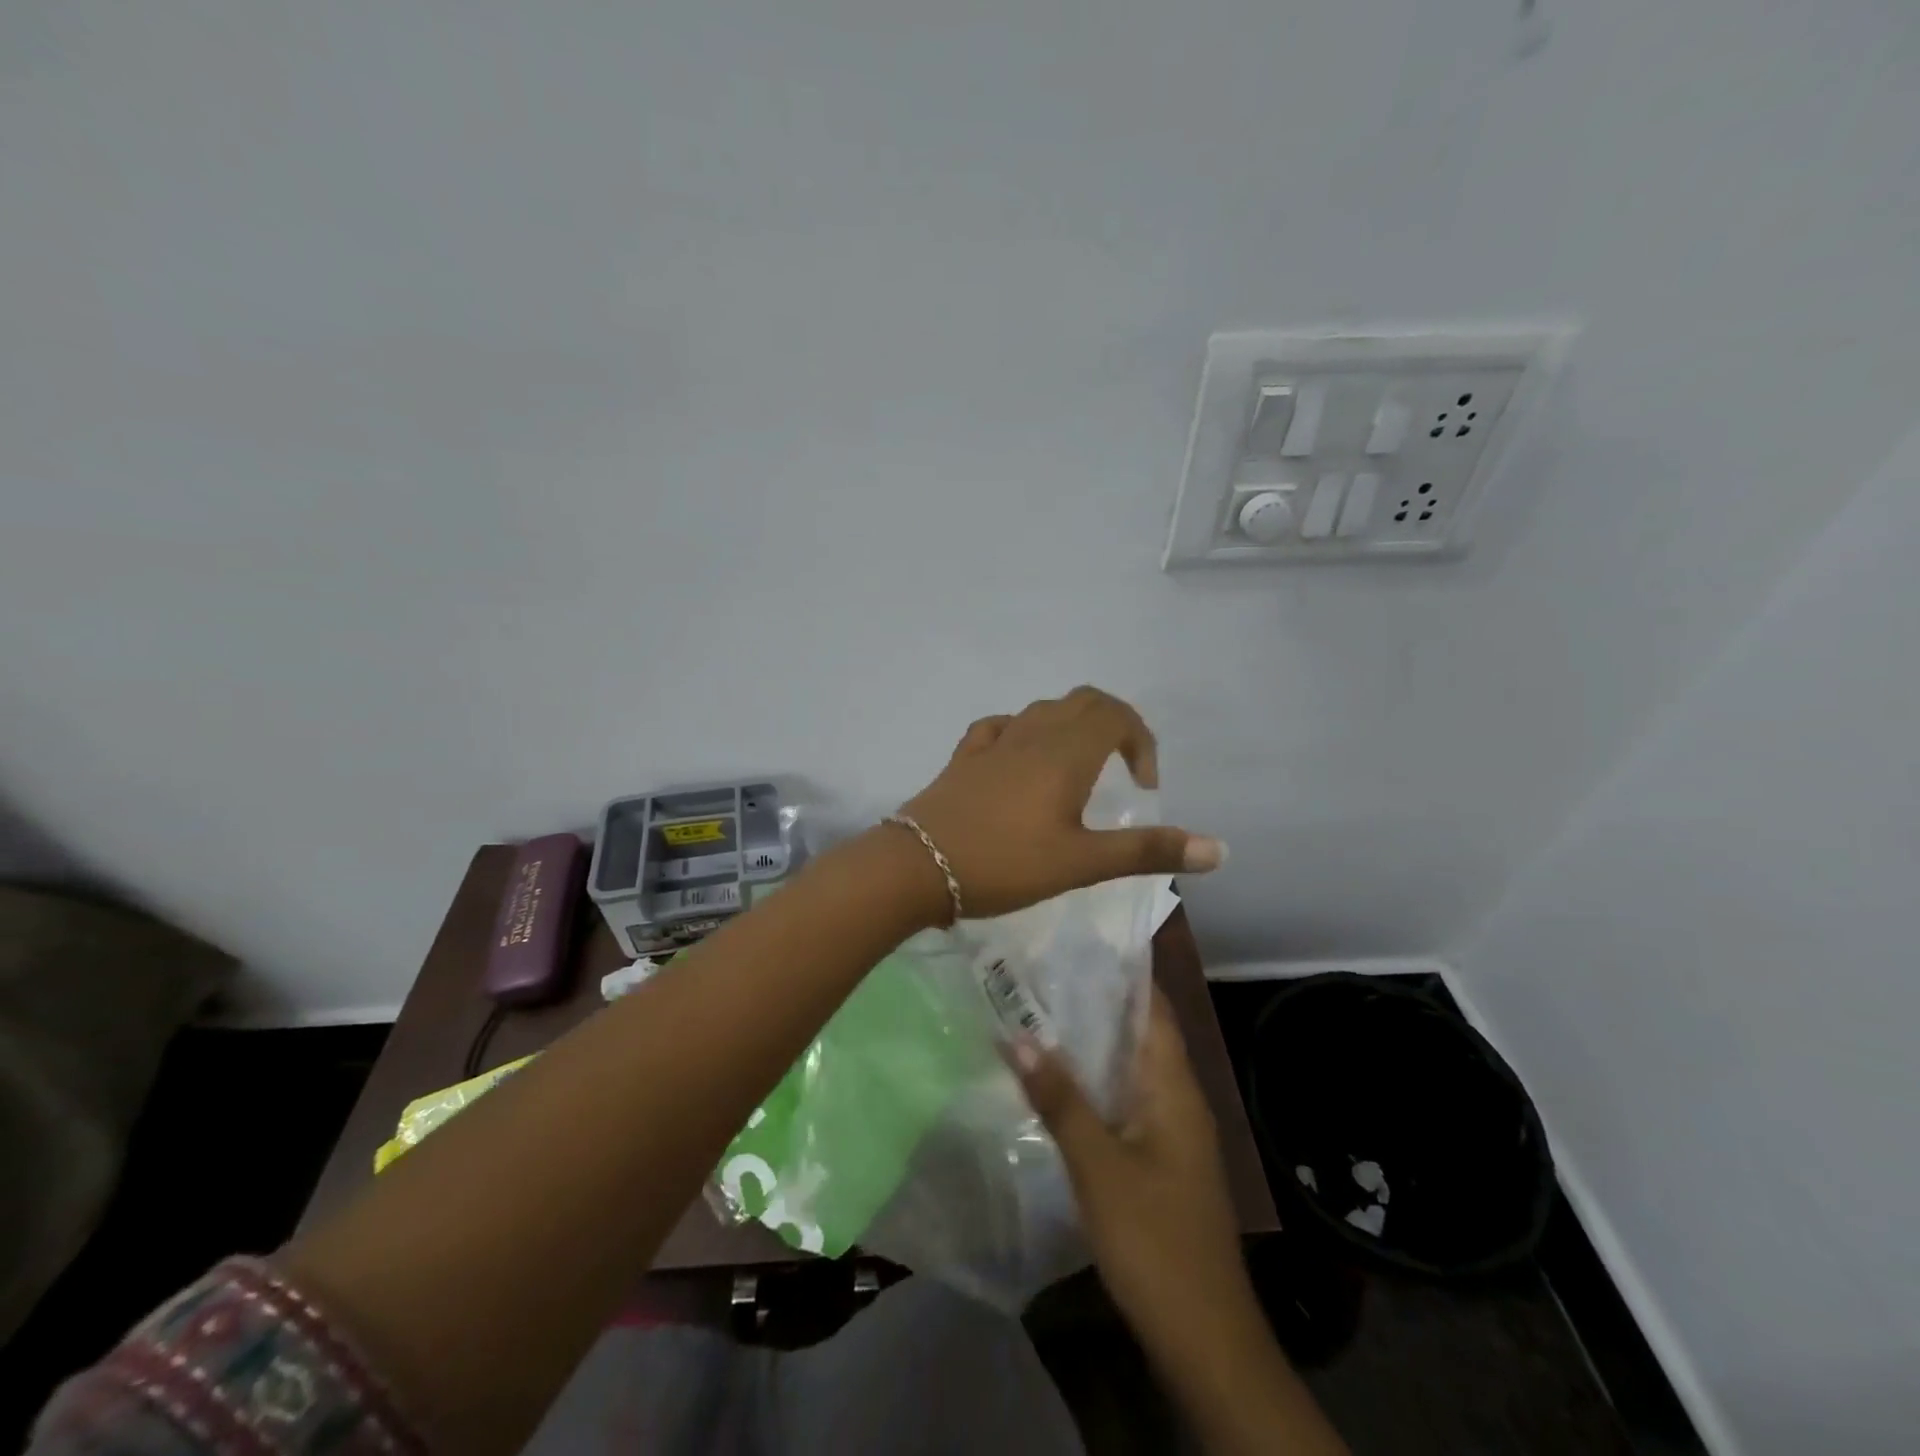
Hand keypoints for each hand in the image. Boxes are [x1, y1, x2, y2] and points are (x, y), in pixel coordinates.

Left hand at [896, 686, 1224, 920]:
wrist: (918, 865)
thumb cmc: (1005, 863)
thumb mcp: (1082, 862)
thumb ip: (1148, 851)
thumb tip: (1220, 849)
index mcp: (1066, 752)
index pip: (1116, 714)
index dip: (1141, 739)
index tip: (1144, 784)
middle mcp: (1032, 734)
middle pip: (1082, 702)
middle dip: (1112, 723)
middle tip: (1122, 767)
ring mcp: (994, 742)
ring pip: (1042, 710)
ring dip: (1070, 726)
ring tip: (1078, 768)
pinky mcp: (964, 757)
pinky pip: (1001, 727)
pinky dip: (1024, 732)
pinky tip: (1020, 759)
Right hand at [1011, 988, 1256, 1357]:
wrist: (1203, 1338)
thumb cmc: (1155, 1241)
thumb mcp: (1098, 1165)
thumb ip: (1059, 1098)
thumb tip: (1016, 1035)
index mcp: (1174, 1086)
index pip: (1153, 1007)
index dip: (1122, 971)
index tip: (1077, 942)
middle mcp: (1177, 1098)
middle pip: (1137, 1033)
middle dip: (1094, 1002)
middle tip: (1040, 973)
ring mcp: (1169, 1130)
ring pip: (1127, 1068)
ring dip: (1090, 1043)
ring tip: (1037, 1012)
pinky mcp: (1158, 1159)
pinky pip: (1123, 1100)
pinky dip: (1092, 1082)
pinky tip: (1054, 1081)